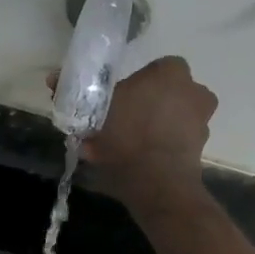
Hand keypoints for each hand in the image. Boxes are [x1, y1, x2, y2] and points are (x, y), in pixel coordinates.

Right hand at [67, 56, 217, 211]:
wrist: (157, 183)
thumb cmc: (127, 136)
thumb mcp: (94, 112)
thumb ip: (76, 93)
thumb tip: (53, 78)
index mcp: (172, 71)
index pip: (151, 70)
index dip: (132, 86)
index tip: (115, 102)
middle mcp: (195, 90)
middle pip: (163, 95)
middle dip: (144, 107)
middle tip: (118, 125)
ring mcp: (201, 121)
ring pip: (169, 119)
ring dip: (151, 129)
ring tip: (122, 148)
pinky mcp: (200, 149)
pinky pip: (173, 142)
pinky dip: (157, 149)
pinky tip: (134, 162)